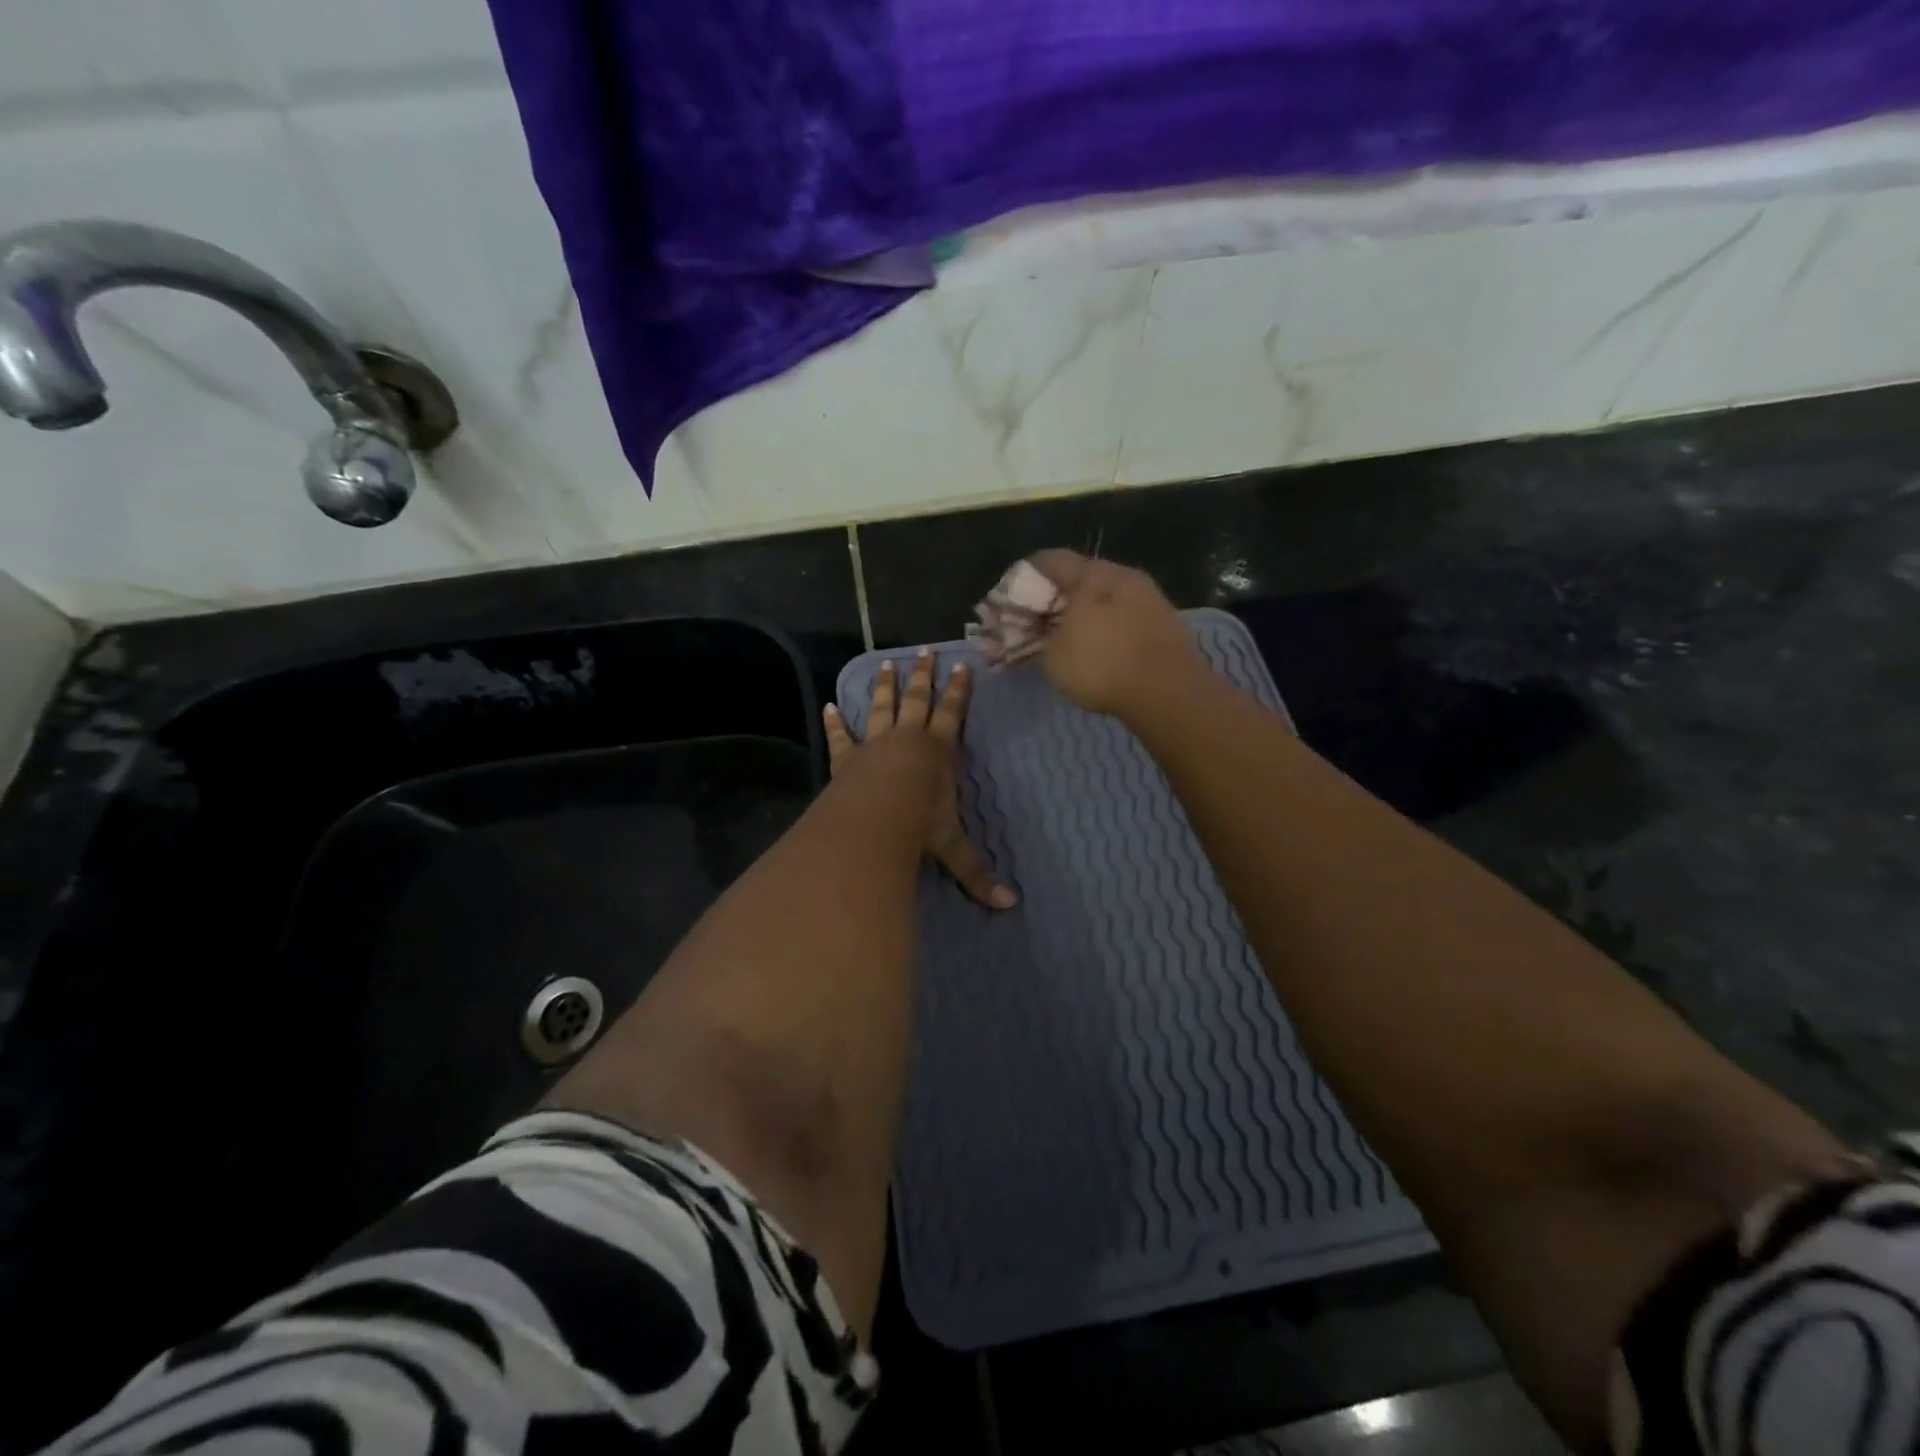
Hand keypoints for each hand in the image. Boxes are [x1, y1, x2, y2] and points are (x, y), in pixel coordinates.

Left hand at [823, 649, 1016, 909]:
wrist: (872, 821)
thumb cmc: (917, 825)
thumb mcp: (952, 847)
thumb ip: (976, 873)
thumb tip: (1009, 906)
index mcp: (937, 752)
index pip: (953, 714)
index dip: (959, 691)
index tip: (962, 666)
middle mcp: (907, 740)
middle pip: (917, 701)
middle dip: (922, 677)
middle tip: (924, 651)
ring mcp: (874, 746)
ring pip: (881, 708)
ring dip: (884, 687)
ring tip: (886, 663)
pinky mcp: (847, 759)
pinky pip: (842, 737)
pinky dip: (836, 723)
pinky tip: (829, 707)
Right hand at [1028, 551, 1207, 719]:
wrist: (1169, 692)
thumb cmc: (1101, 665)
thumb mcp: (1052, 654)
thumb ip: (1038, 634)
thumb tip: (1037, 627)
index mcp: (1092, 573)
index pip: (1049, 560)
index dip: (1026, 576)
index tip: (1014, 598)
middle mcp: (1123, 574)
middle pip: (1082, 577)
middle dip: (1059, 597)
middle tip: (1042, 621)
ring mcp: (1151, 596)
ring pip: (1108, 597)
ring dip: (1088, 612)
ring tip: (1072, 639)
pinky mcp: (1168, 622)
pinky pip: (1128, 616)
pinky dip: (1110, 627)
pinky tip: (1103, 650)